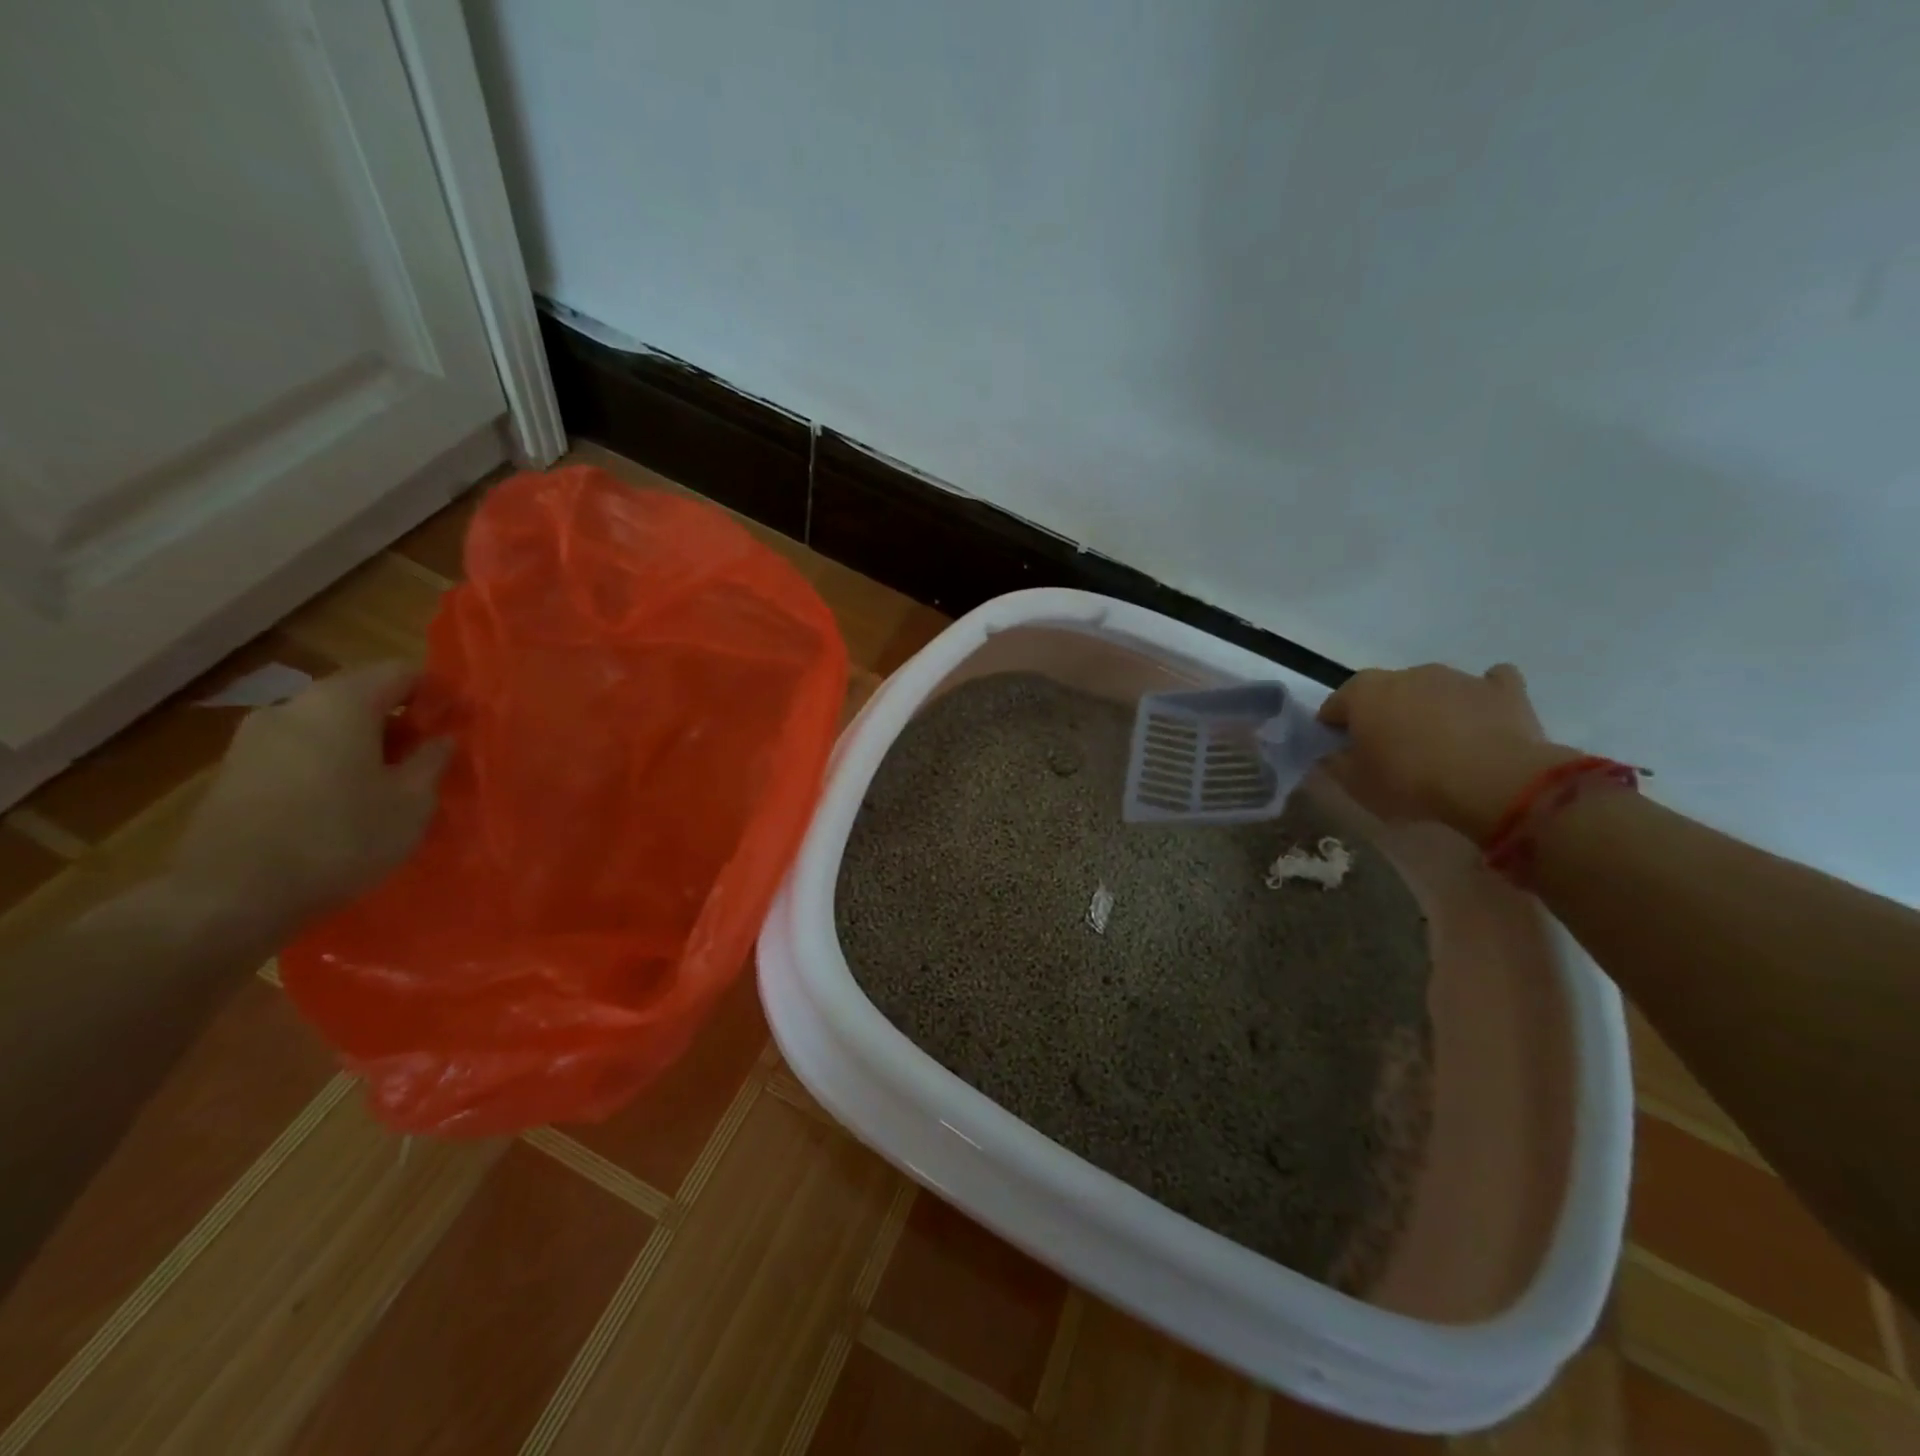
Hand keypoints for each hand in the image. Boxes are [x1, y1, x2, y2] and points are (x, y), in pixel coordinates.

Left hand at [171, 664, 452, 928]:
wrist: (231, 896)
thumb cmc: (341, 838)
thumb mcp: (411, 802)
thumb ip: (432, 760)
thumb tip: (442, 738)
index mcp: (341, 703)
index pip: (399, 672)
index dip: (435, 693)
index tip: (458, 723)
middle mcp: (293, 707)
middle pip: (359, 696)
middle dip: (398, 720)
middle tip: (428, 757)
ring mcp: (254, 739)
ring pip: (327, 726)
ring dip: (363, 744)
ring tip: (389, 783)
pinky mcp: (234, 772)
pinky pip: (300, 752)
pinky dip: (330, 764)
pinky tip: (345, 803)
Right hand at [1316, 662, 1578, 840]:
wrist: (1493, 781)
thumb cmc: (1410, 781)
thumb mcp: (1355, 784)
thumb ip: (1336, 764)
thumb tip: (1333, 754)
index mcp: (1363, 692)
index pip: (1334, 706)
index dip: (1334, 730)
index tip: (1343, 754)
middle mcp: (1406, 674)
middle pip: (1383, 693)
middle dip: (1382, 715)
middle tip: (1390, 752)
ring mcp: (1456, 677)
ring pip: (1431, 689)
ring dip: (1428, 708)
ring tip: (1438, 745)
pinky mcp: (1502, 689)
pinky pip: (1487, 686)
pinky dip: (1479, 699)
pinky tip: (1482, 720)